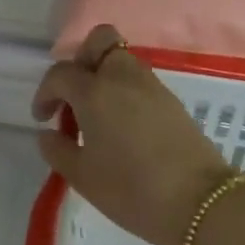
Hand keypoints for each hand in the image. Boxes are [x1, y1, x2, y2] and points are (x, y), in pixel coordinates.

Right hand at [33, 25, 236, 244]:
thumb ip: (58, 150)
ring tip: (96, 114)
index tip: (43, 118)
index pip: (61, 73)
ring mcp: (152, 86)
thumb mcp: (82, 176)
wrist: (201, 203)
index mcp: (94, 92)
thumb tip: (48, 134)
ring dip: (103, 75)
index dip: (45, 92)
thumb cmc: (132, 189)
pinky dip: (124, 90)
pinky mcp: (172, 101)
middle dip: (81, 60)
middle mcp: (122, 78)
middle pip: (100, 41)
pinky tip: (121, 125)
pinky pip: (139, 80)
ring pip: (122, 59)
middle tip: (74, 95)